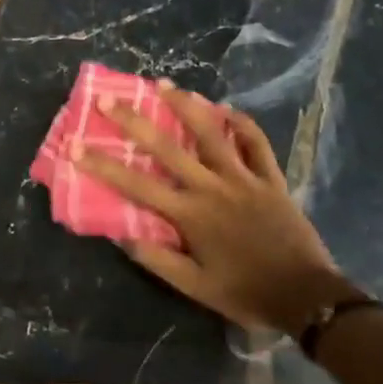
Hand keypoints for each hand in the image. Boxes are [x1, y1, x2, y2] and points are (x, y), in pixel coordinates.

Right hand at [69, 81, 357, 338]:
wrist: (307, 298)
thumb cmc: (245, 292)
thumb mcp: (193, 287)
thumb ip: (157, 258)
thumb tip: (120, 233)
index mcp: (189, 215)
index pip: (135, 185)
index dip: (102, 165)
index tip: (75, 147)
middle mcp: (212, 188)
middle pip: (167, 147)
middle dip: (134, 122)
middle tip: (109, 100)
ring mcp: (244, 179)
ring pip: (212, 133)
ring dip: (186, 105)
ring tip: (163, 85)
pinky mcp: (271, 179)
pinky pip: (256, 143)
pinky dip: (241, 123)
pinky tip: (225, 109)